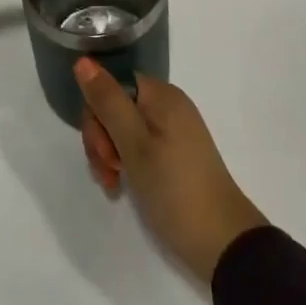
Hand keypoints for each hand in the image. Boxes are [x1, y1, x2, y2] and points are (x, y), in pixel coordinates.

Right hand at [75, 58, 268, 281]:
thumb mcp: (134, 145)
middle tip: (108, 171)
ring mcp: (172, 132)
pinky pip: (139, 147)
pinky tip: (122, 187)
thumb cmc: (174, 189)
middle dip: (102, 138)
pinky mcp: (174, 156)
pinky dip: (126, 164)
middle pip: (116, 107)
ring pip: (123, 130)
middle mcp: (167, 106)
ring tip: (114, 185)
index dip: (98, 114)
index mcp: (161, 95)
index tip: (103, 149)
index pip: (112, 85)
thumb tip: (83, 60)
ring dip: (110, 155)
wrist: (222, 244)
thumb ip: (107, 101)